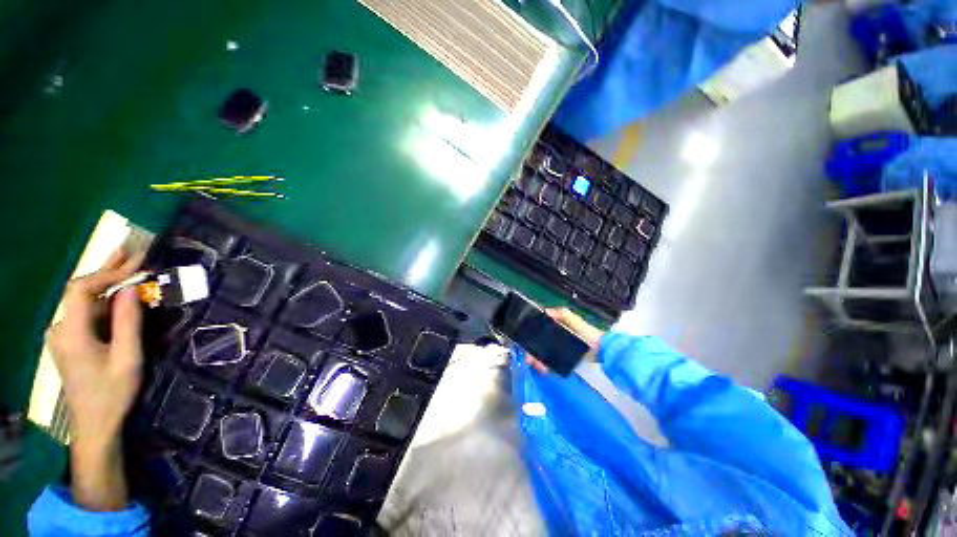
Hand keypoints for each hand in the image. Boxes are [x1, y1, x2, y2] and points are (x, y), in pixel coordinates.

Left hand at [46, 248, 143, 510]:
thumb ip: (128, 322)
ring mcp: (63, 335)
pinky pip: (86, 313)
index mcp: (71, 333)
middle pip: (80, 291)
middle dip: (107, 269)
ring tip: (129, 266)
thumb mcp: (127, 358)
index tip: (137, 265)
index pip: (82, 289)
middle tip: (131, 250)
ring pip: (84, 301)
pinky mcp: (69, 341)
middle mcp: (61, 328)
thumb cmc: (113, 393)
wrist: (94, 425)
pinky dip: (104, 300)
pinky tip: (119, 295)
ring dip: (107, 283)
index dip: (107, 273)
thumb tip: (131, 288)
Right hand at [525, 307, 603, 373]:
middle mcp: (553, 336)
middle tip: (529, 360)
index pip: (537, 329)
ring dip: (537, 360)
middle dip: (531, 351)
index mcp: (555, 326)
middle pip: (537, 343)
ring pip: (541, 354)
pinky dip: (544, 366)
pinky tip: (544, 369)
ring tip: (539, 367)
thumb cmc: (588, 333)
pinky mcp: (562, 359)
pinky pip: (549, 362)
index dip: (530, 335)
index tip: (525, 342)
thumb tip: (545, 311)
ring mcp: (557, 348)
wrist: (603, 351)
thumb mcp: (575, 320)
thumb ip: (562, 314)